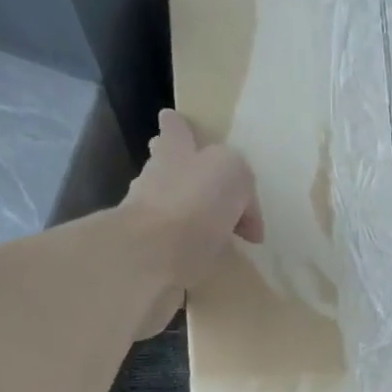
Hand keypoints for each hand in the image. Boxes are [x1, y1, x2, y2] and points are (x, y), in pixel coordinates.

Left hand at [121, 110, 262, 335]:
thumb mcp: (233, 173)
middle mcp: (154, 180)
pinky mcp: (148, 257)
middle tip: (207, 188)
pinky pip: (173, 251)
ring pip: (169, 210)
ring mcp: (146, 219)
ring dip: (187, 217)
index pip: (175, 127)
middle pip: (166, 168)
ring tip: (214, 234)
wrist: (151, 257)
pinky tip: (203, 264)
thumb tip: (245, 220)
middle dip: (182, 173)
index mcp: (175, 151)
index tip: (185, 129)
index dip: (180, 127)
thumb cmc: (193, 203)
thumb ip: (241, 182)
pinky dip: (186, 254)